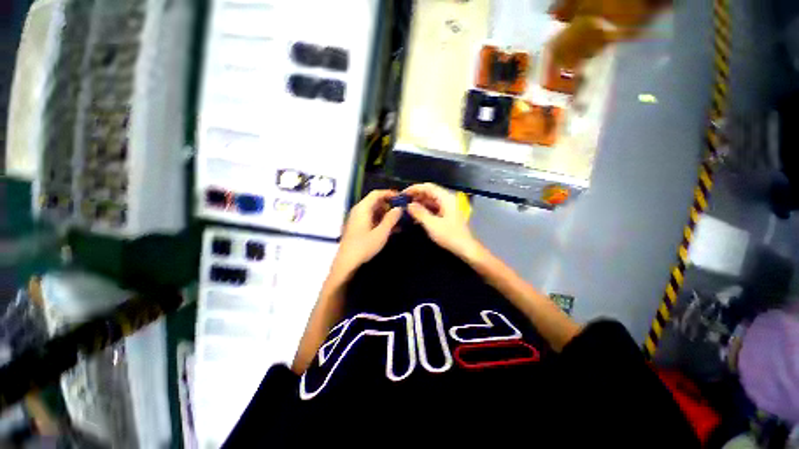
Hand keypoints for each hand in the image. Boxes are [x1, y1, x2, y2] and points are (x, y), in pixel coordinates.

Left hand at [332, 189, 402, 275]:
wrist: (346, 263)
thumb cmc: (364, 246)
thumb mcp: (381, 233)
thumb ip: (391, 219)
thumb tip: (399, 208)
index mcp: (363, 208)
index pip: (376, 194)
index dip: (389, 193)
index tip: (401, 197)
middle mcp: (359, 211)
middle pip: (375, 202)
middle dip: (390, 205)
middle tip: (402, 210)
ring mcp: (357, 219)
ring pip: (374, 211)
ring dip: (387, 214)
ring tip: (400, 221)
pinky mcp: (358, 228)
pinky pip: (371, 219)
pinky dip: (381, 221)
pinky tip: (391, 229)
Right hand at [404, 183, 482, 260]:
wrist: (466, 248)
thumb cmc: (450, 236)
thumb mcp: (432, 225)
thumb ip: (419, 213)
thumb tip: (409, 205)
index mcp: (446, 198)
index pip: (428, 187)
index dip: (414, 188)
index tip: (403, 194)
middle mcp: (448, 199)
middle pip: (430, 192)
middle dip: (416, 196)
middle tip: (403, 202)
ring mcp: (448, 206)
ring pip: (431, 200)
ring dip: (420, 203)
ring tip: (407, 208)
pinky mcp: (447, 214)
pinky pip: (434, 207)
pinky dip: (425, 209)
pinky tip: (416, 215)